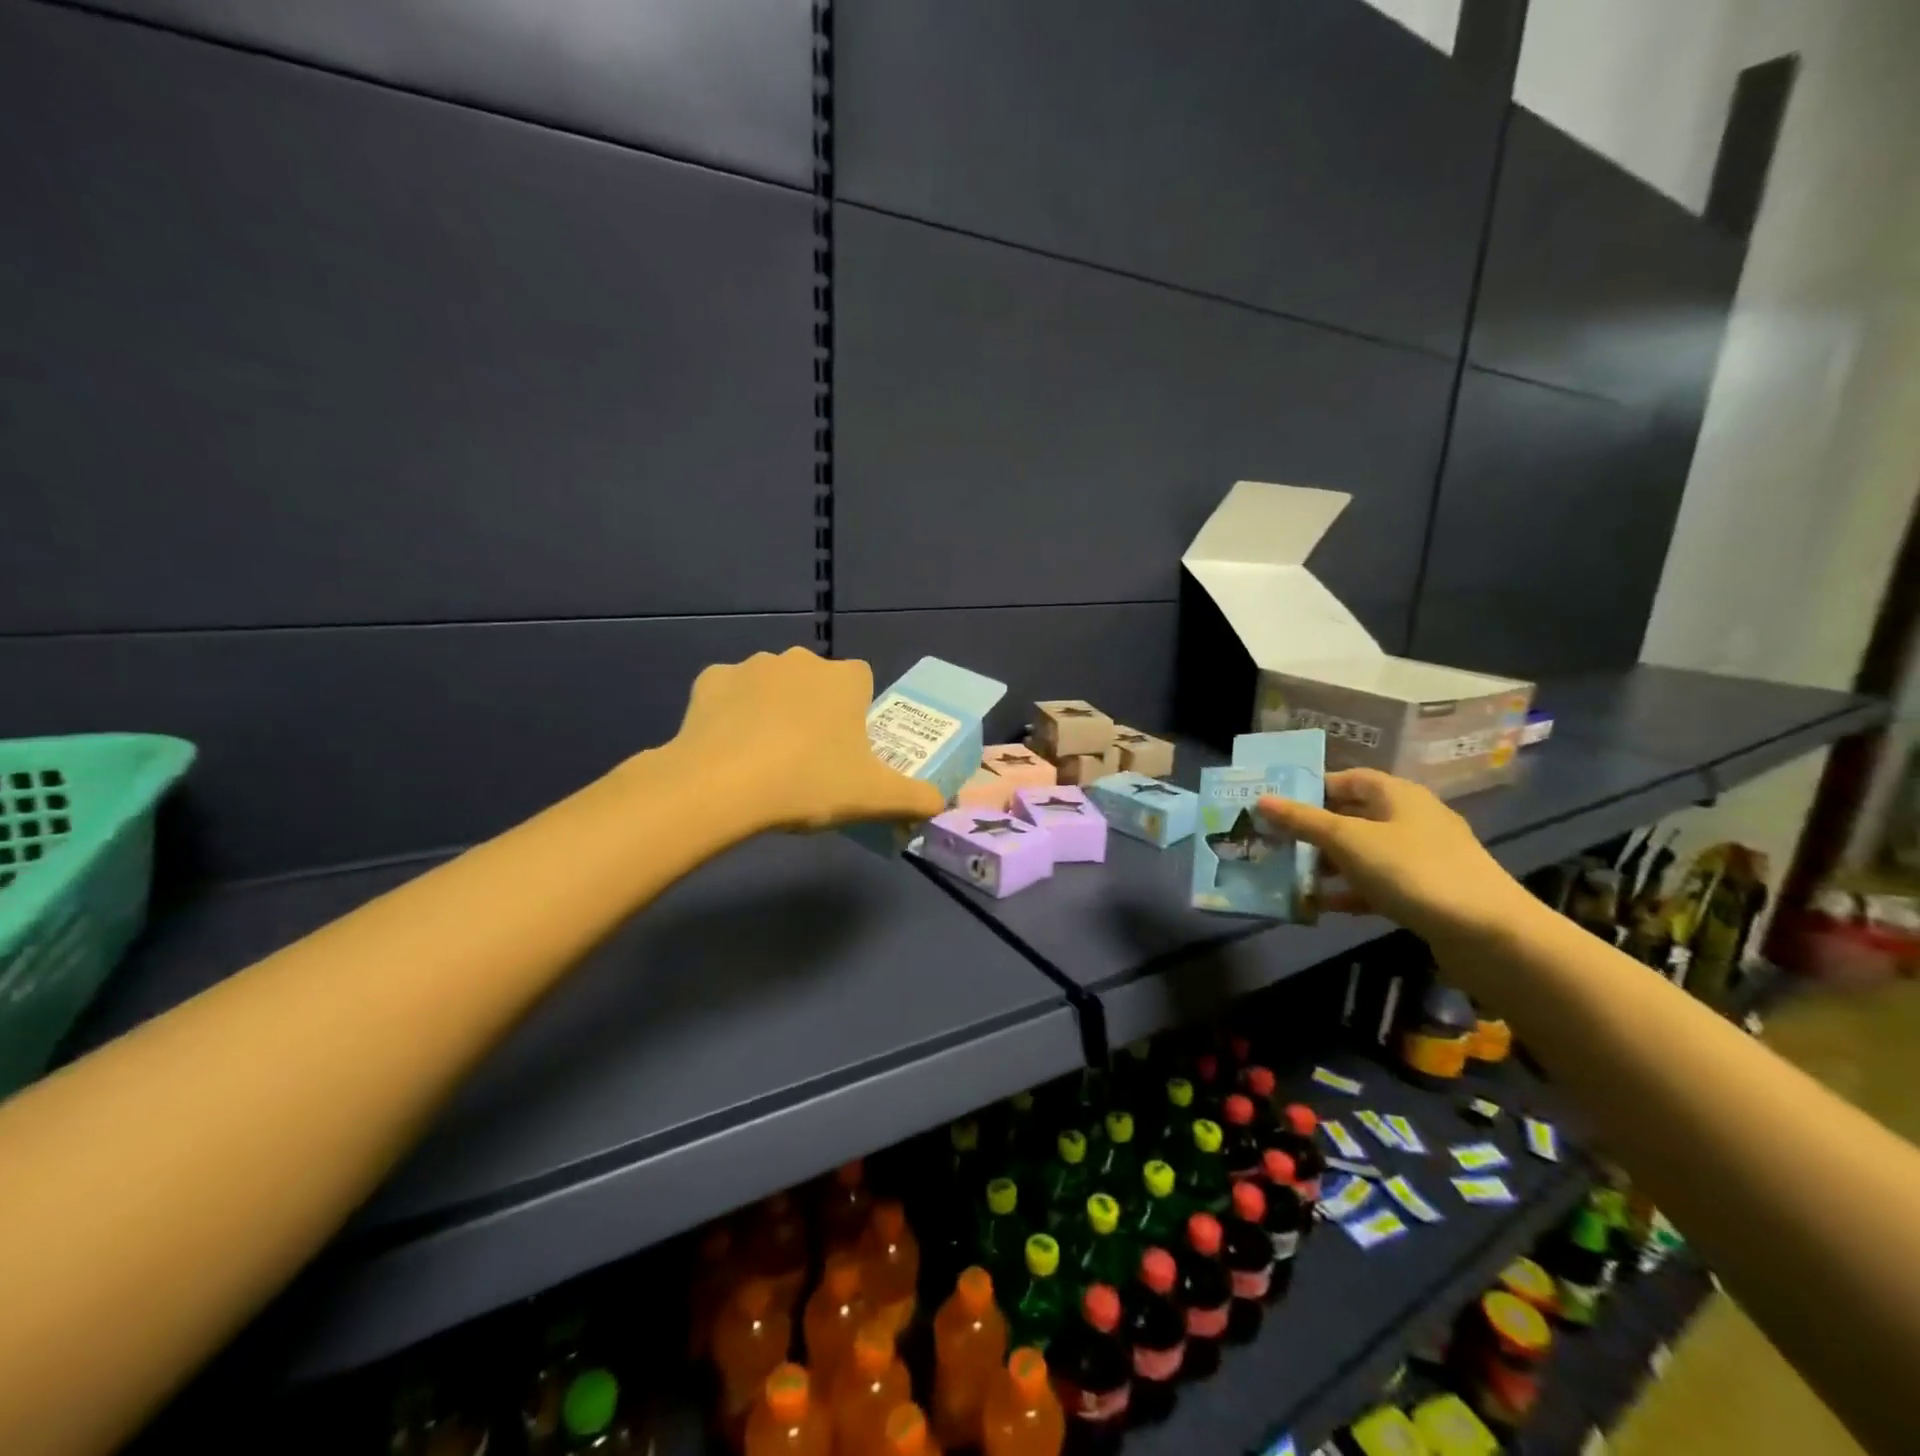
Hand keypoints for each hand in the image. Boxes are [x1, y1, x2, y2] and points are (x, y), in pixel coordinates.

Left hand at [666, 648, 946, 832]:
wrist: (722, 787)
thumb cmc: (809, 783)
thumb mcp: (874, 799)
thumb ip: (916, 798)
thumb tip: (941, 803)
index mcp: (844, 679)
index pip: (862, 681)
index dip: (857, 712)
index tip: (848, 748)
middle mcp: (801, 660)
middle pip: (816, 682)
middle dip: (816, 710)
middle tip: (809, 759)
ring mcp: (752, 666)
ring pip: (772, 684)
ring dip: (774, 709)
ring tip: (766, 758)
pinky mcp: (710, 680)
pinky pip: (730, 693)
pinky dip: (731, 713)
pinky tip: (728, 748)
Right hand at [1257, 769, 1533, 944]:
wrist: (1490, 935)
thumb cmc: (1413, 871)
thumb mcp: (1349, 841)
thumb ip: (1304, 821)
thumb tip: (1262, 798)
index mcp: (1396, 794)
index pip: (1345, 779)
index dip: (1308, 789)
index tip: (1273, 806)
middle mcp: (1409, 818)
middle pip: (1350, 816)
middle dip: (1311, 830)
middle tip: (1272, 842)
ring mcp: (1420, 857)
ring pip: (1361, 852)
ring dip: (1326, 864)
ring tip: (1287, 876)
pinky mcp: (1425, 892)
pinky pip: (1376, 883)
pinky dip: (1349, 891)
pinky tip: (1321, 907)